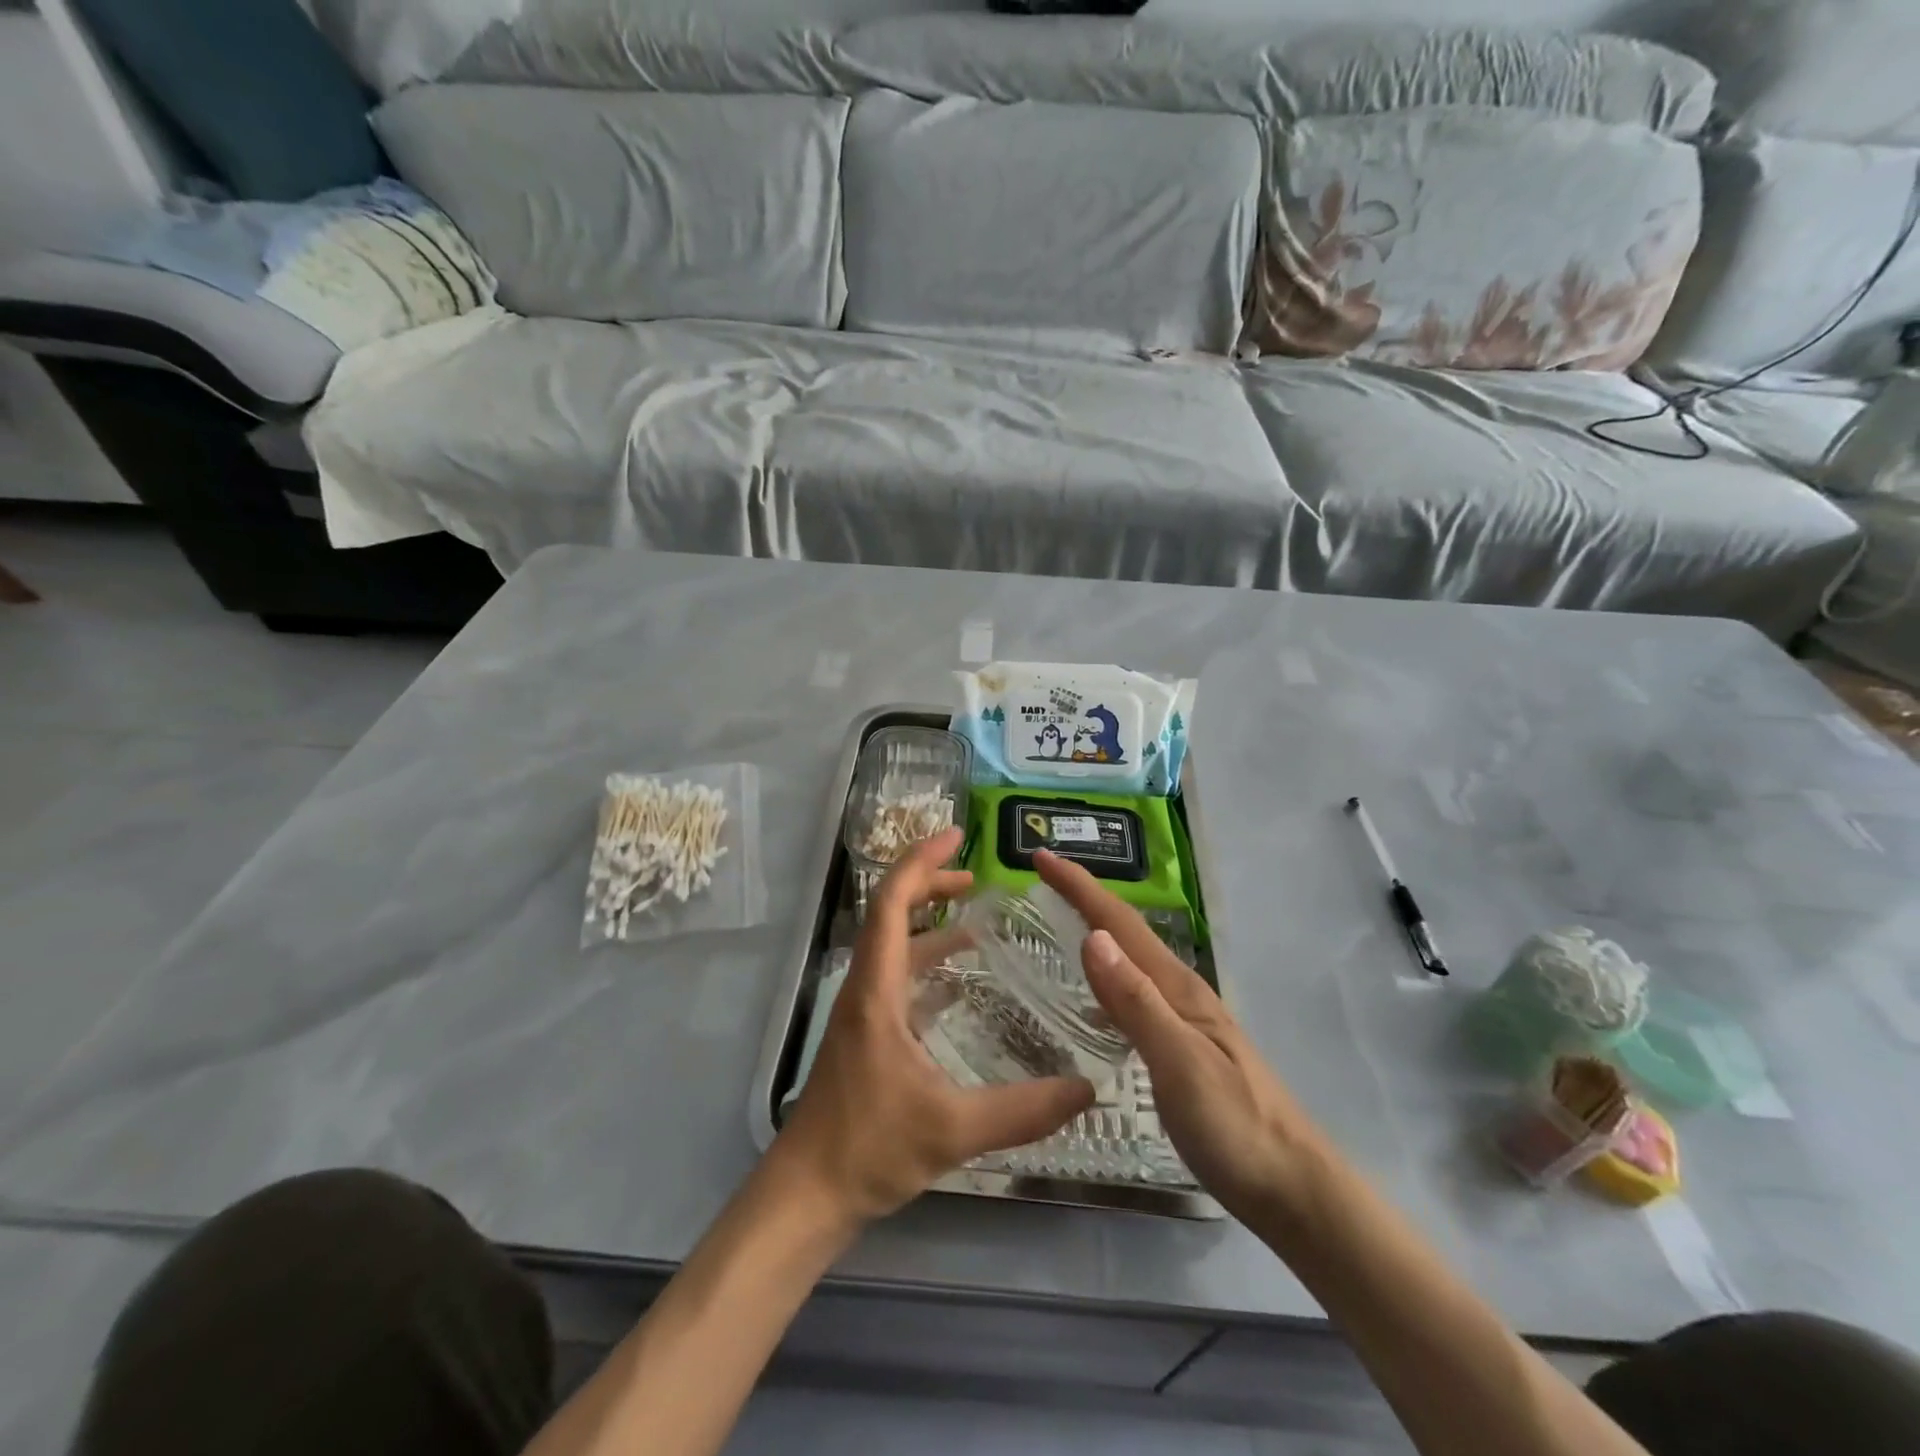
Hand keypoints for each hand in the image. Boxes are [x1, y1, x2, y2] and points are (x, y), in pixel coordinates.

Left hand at [776, 830, 1095, 1225]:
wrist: (807, 1195)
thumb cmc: (869, 1149)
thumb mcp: (953, 1129)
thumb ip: (1024, 1110)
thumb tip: (1088, 1089)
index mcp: (877, 988)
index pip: (893, 901)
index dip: (922, 861)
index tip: (957, 836)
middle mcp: (866, 987)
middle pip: (891, 912)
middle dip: (930, 884)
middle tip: (977, 876)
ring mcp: (863, 1012)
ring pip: (894, 946)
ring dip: (929, 923)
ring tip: (976, 919)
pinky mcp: (867, 1035)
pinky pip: (898, 978)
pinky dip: (927, 962)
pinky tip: (960, 981)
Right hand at [1034, 851, 1326, 1223]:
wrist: (1293, 1189)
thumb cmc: (1235, 1127)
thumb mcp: (1180, 1063)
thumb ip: (1136, 1002)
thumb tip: (1091, 937)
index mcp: (1177, 987)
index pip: (1119, 922)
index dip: (1079, 886)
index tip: (1040, 858)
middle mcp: (1179, 991)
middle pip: (1125, 931)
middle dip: (1084, 898)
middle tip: (1040, 880)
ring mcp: (1184, 1019)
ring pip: (1130, 959)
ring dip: (1094, 931)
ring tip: (1058, 921)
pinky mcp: (1182, 1046)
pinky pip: (1134, 992)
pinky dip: (1106, 976)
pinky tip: (1092, 996)